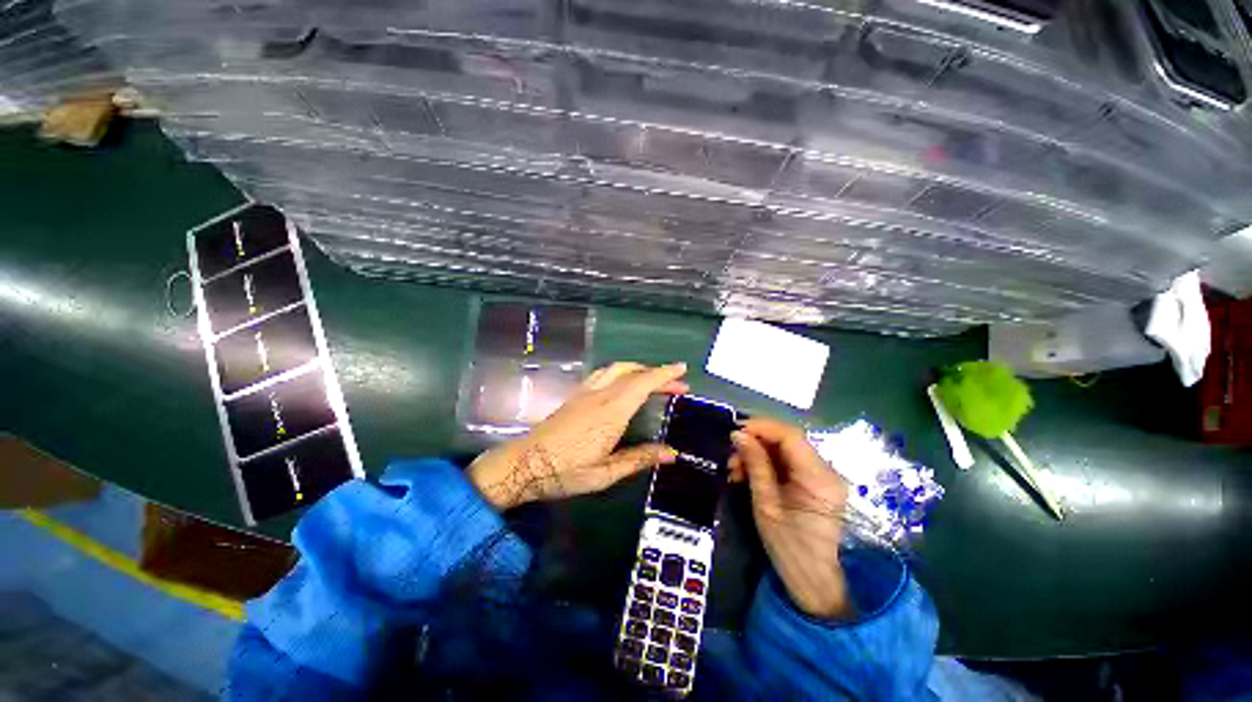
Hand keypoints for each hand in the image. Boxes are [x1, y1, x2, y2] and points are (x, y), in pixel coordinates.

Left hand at [468, 362, 688, 509]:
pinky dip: (621, 372)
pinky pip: (603, 374)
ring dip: (638, 369)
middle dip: (657, 373)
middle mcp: (600, 395)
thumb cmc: (565, 471)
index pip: (643, 383)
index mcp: (611, 411)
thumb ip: (640, 458)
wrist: (523, 464)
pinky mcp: (576, 396)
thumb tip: (672, 453)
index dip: (664, 374)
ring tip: (653, 380)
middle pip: (632, 372)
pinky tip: (623, 384)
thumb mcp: (606, 473)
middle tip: (677, 384)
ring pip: (616, 369)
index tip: (682, 369)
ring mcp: (585, 392)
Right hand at [731, 418, 851, 618]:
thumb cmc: (789, 548)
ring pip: (785, 450)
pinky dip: (766, 463)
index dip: (761, 427)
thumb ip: (755, 465)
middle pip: (788, 440)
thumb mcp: (766, 504)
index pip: (790, 435)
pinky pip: (788, 462)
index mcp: (819, 477)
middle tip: (731, 455)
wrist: (814, 581)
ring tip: (735, 469)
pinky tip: (747, 474)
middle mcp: (827, 470)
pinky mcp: (816, 482)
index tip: (734, 432)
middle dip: (755, 442)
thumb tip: (738, 435)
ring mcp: (823, 476)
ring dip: (758, 453)